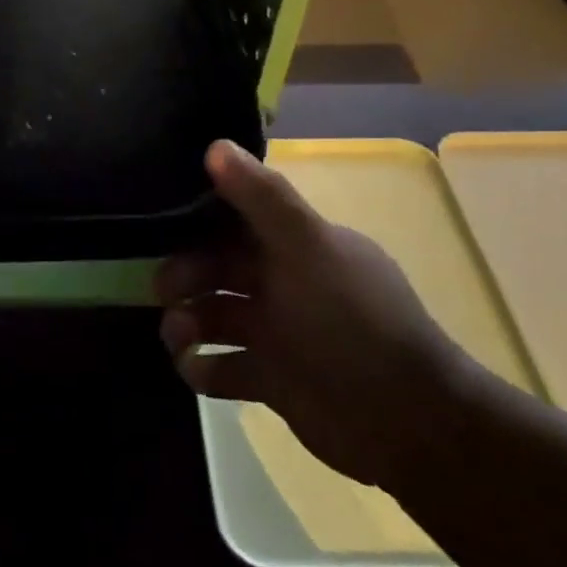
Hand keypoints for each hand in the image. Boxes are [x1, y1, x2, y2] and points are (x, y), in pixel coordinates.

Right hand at [157, 140, 486, 491]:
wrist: (406, 421)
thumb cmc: (352, 321)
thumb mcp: (308, 248)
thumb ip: (262, 197)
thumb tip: (215, 144)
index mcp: (296, 246)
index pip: (236, 220)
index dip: (197, 221)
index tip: (160, 226)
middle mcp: (283, 284)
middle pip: (216, 269)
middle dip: (184, 276)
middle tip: (163, 292)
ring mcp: (276, 334)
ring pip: (212, 317)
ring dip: (185, 323)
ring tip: (179, 338)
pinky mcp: (270, 380)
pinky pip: (220, 367)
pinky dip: (201, 367)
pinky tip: (197, 369)